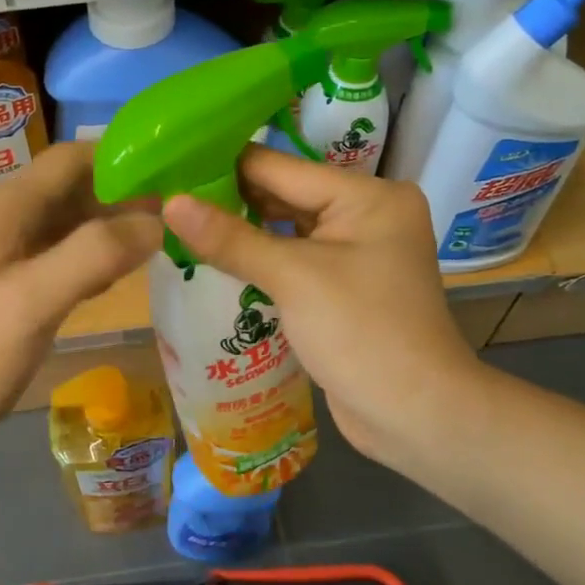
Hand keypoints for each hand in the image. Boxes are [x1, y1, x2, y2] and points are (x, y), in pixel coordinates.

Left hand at [0, 142, 161, 469]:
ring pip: (66, 222)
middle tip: (177, 212)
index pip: (71, 158)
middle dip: (122, 194)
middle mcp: (0, 218)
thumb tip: (155, 220)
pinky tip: (117, 275)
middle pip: (71, 187)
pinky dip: (90, 256)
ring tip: (161, 238)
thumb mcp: (35, 300)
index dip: (121, 159)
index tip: (172, 173)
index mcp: (3, 208)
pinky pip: (55, 254)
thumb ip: (96, 253)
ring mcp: (0, 252)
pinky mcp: (4, 283)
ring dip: (109, 226)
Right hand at [163, 146, 482, 466]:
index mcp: (368, 195)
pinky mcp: (346, 285)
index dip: (224, 168)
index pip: (281, 168)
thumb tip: (170, 203)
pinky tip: (216, 260)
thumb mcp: (293, 278)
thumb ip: (230, 238)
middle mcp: (367, 213)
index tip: (171, 168)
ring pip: (288, 229)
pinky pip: (296, 259)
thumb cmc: (361, 333)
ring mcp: (358, 251)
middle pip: (285, 196)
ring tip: (179, 225)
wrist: (417, 416)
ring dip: (242, 231)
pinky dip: (261, 259)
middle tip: (167, 200)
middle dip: (230, 200)